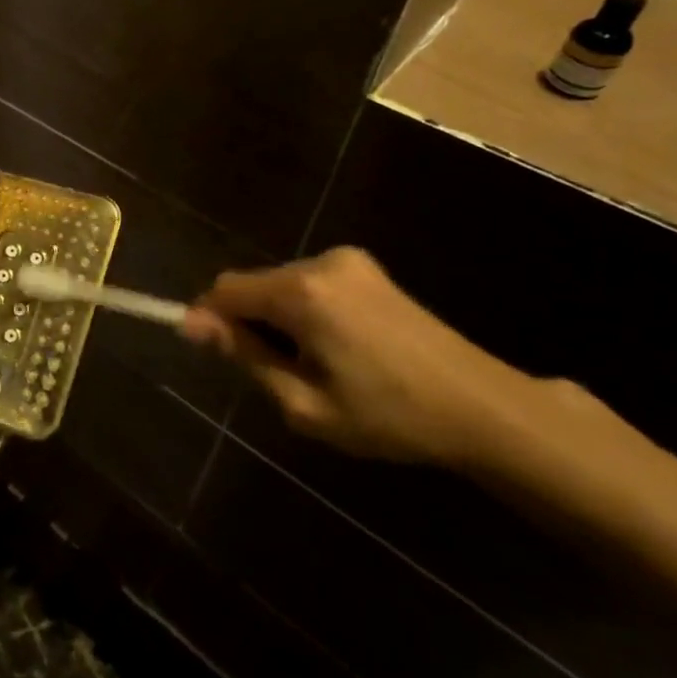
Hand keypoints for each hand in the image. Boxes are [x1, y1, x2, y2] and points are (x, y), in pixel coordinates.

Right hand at [183, 246, 537, 465]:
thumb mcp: (304, 403)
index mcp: (302, 293)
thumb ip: (245, 356)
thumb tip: (192, 324)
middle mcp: (321, 263)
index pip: (225, 290)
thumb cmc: (390, 415)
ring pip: (281, 285)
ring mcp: (349, 262)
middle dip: (249, 322)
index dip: (209, 318)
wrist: (484, 408)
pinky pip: (311, 284)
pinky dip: (304, 311)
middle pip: (254, 285)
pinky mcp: (369, 269)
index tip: (213, 354)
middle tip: (277, 374)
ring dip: (278, 318)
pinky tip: (337, 348)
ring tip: (313, 366)